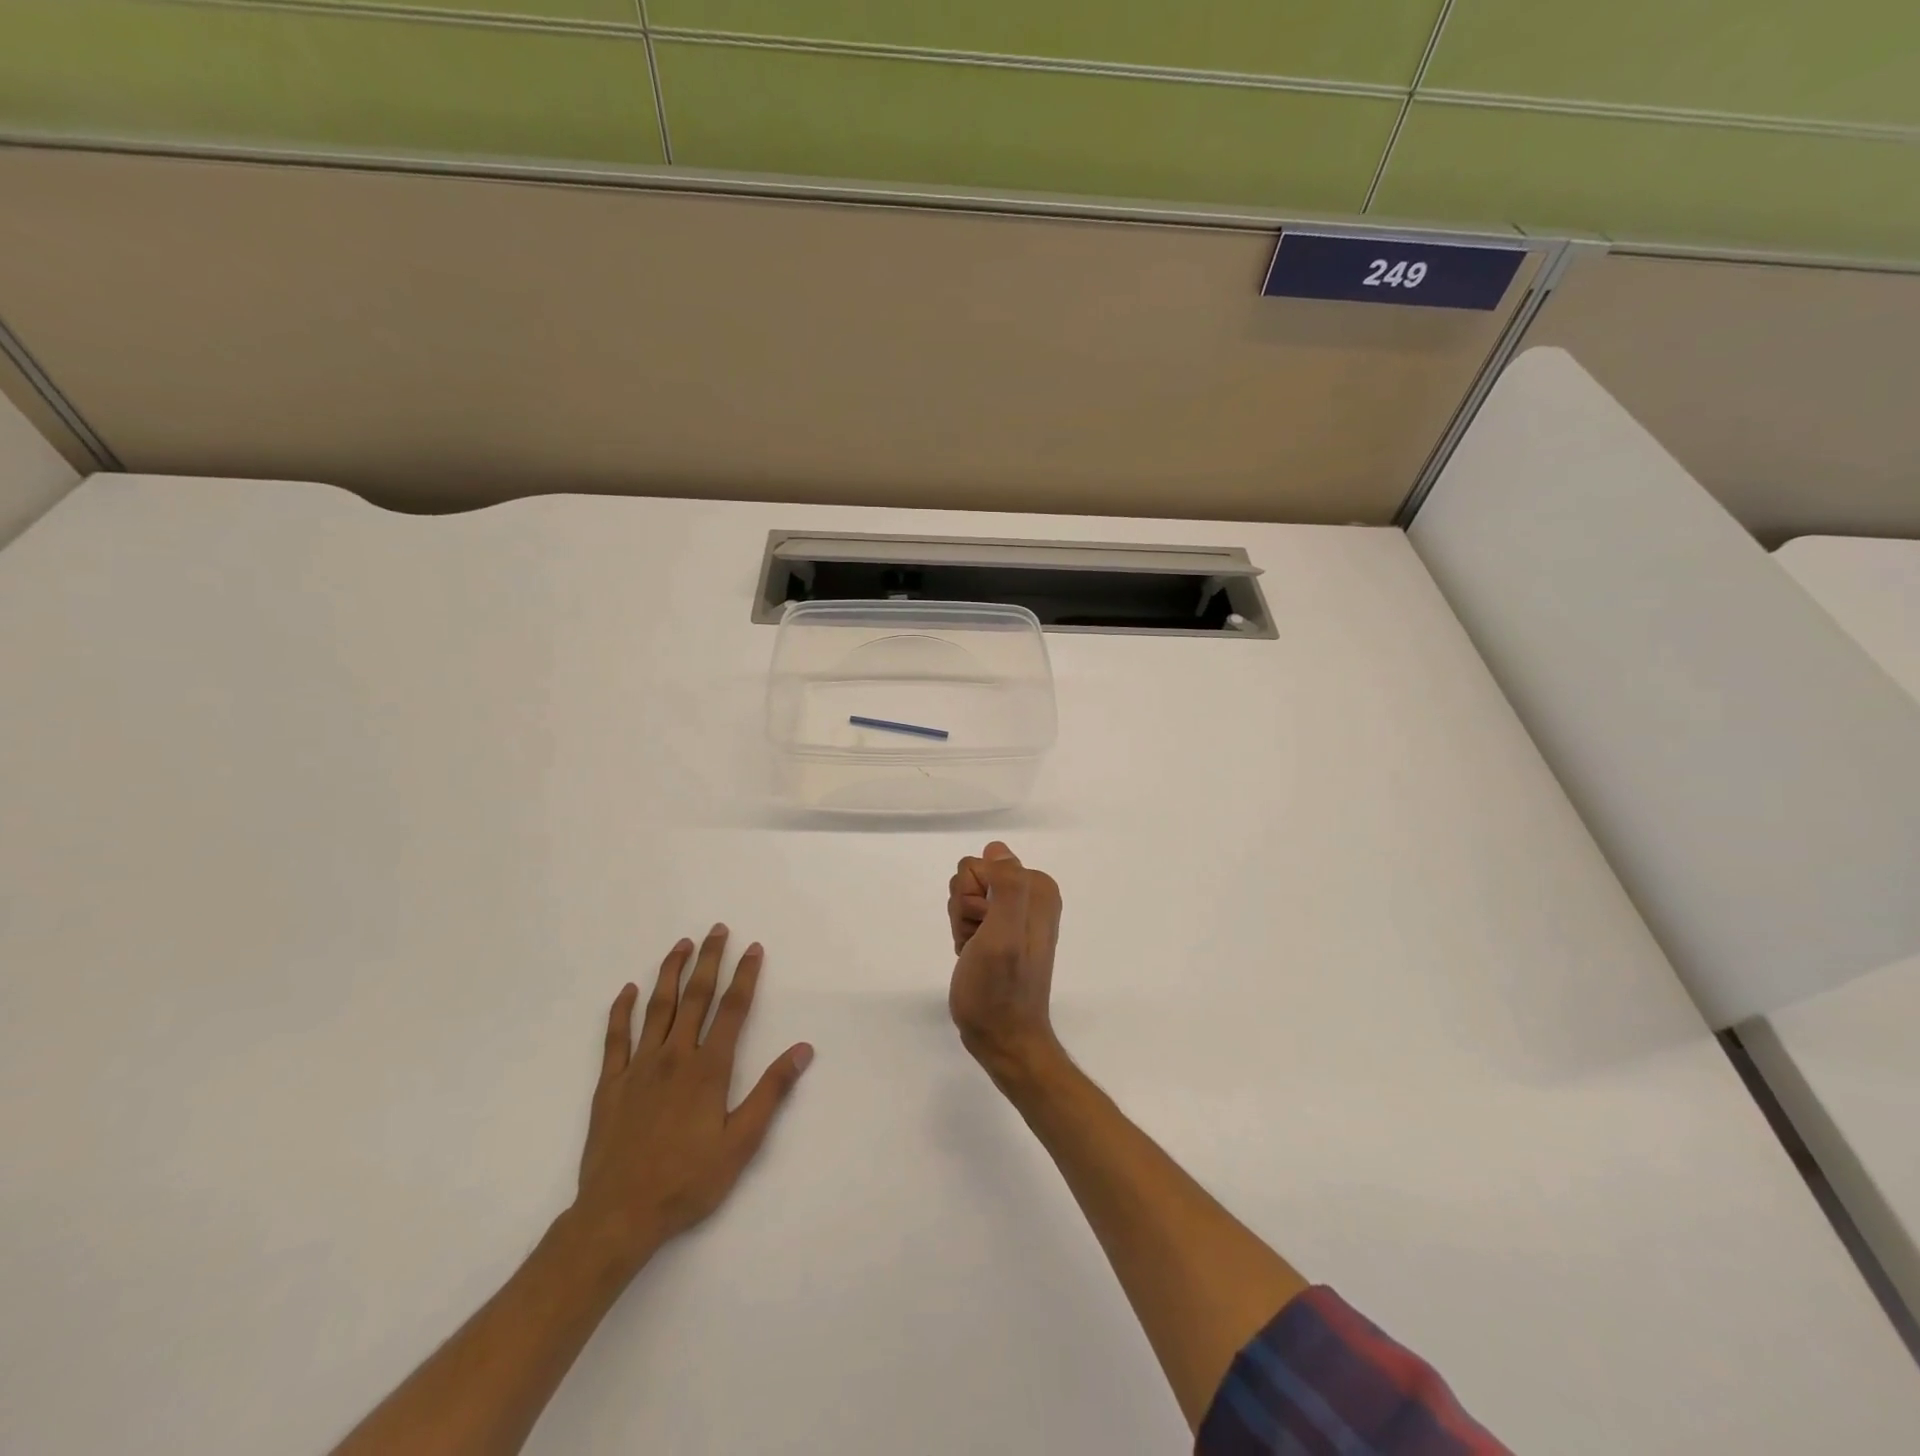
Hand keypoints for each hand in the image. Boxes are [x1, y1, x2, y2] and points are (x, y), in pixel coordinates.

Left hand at [571, 925, 812, 1274]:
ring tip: (681, 945)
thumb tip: (802, 1050)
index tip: (753, 948)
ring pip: (657, 1008)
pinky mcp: (610, 1084)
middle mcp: (674, 1056)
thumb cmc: (687, 1180)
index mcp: (708, 1069)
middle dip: (708, 960)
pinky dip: (621, 1011)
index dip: (745, 976)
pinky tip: (627, 990)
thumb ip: (771, 1092)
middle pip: (695, 997)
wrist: (618, 1216)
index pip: (732, 1010)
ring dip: (670, 972)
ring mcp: (638, 1067)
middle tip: (716, 929)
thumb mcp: (741, 1143)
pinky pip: (615, 1038)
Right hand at [947, 841, 1062, 1075]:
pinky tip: (973, 956)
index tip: (984, 928)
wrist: (1003, 1038)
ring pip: (965, 895)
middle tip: (979, 942)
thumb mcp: (1004, 935)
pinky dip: (964, 935)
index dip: (972, 897)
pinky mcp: (1000, 930)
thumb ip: (1007, 887)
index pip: (980, 864)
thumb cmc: (1000, 989)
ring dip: (962, 924)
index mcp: (1037, 888)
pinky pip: (967, 914)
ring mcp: (1014, 913)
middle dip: (965, 910)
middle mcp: (1029, 895)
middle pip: (971, 877)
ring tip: (977, 952)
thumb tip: (998, 851)